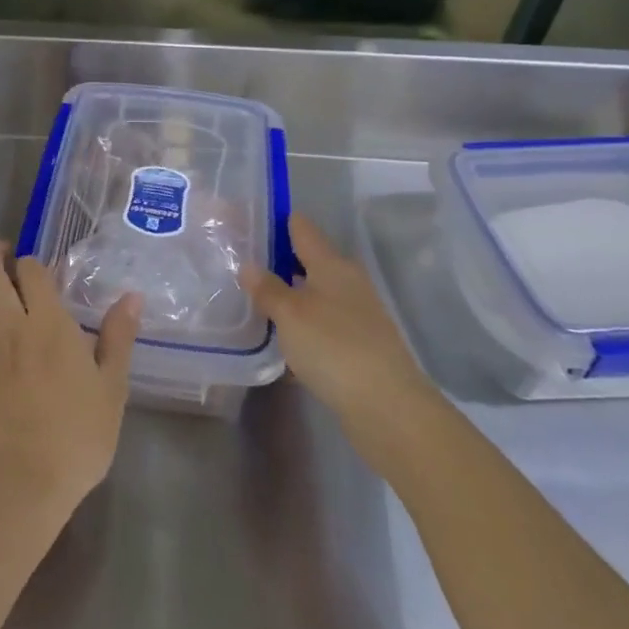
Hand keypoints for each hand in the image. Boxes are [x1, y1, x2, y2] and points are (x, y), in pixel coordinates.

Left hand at [0, 242, 141, 529]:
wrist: (17, 486)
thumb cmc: (74, 439)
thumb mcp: (111, 390)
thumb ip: (118, 338)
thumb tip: (131, 297)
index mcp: (48, 324)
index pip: (30, 269)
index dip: (31, 263)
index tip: (38, 272)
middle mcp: (9, 325)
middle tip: (3, 257)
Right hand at [244, 215, 446, 466]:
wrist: (388, 408)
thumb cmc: (334, 347)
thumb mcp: (290, 314)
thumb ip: (267, 288)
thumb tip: (248, 264)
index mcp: (332, 265)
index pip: (301, 228)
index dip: (275, 221)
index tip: (246, 220)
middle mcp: (347, 283)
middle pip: (308, 261)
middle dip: (277, 261)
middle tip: (240, 263)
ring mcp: (356, 315)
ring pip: (314, 295)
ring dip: (288, 297)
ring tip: (252, 302)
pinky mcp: (358, 346)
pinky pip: (321, 326)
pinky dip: (300, 328)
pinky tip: (279, 343)